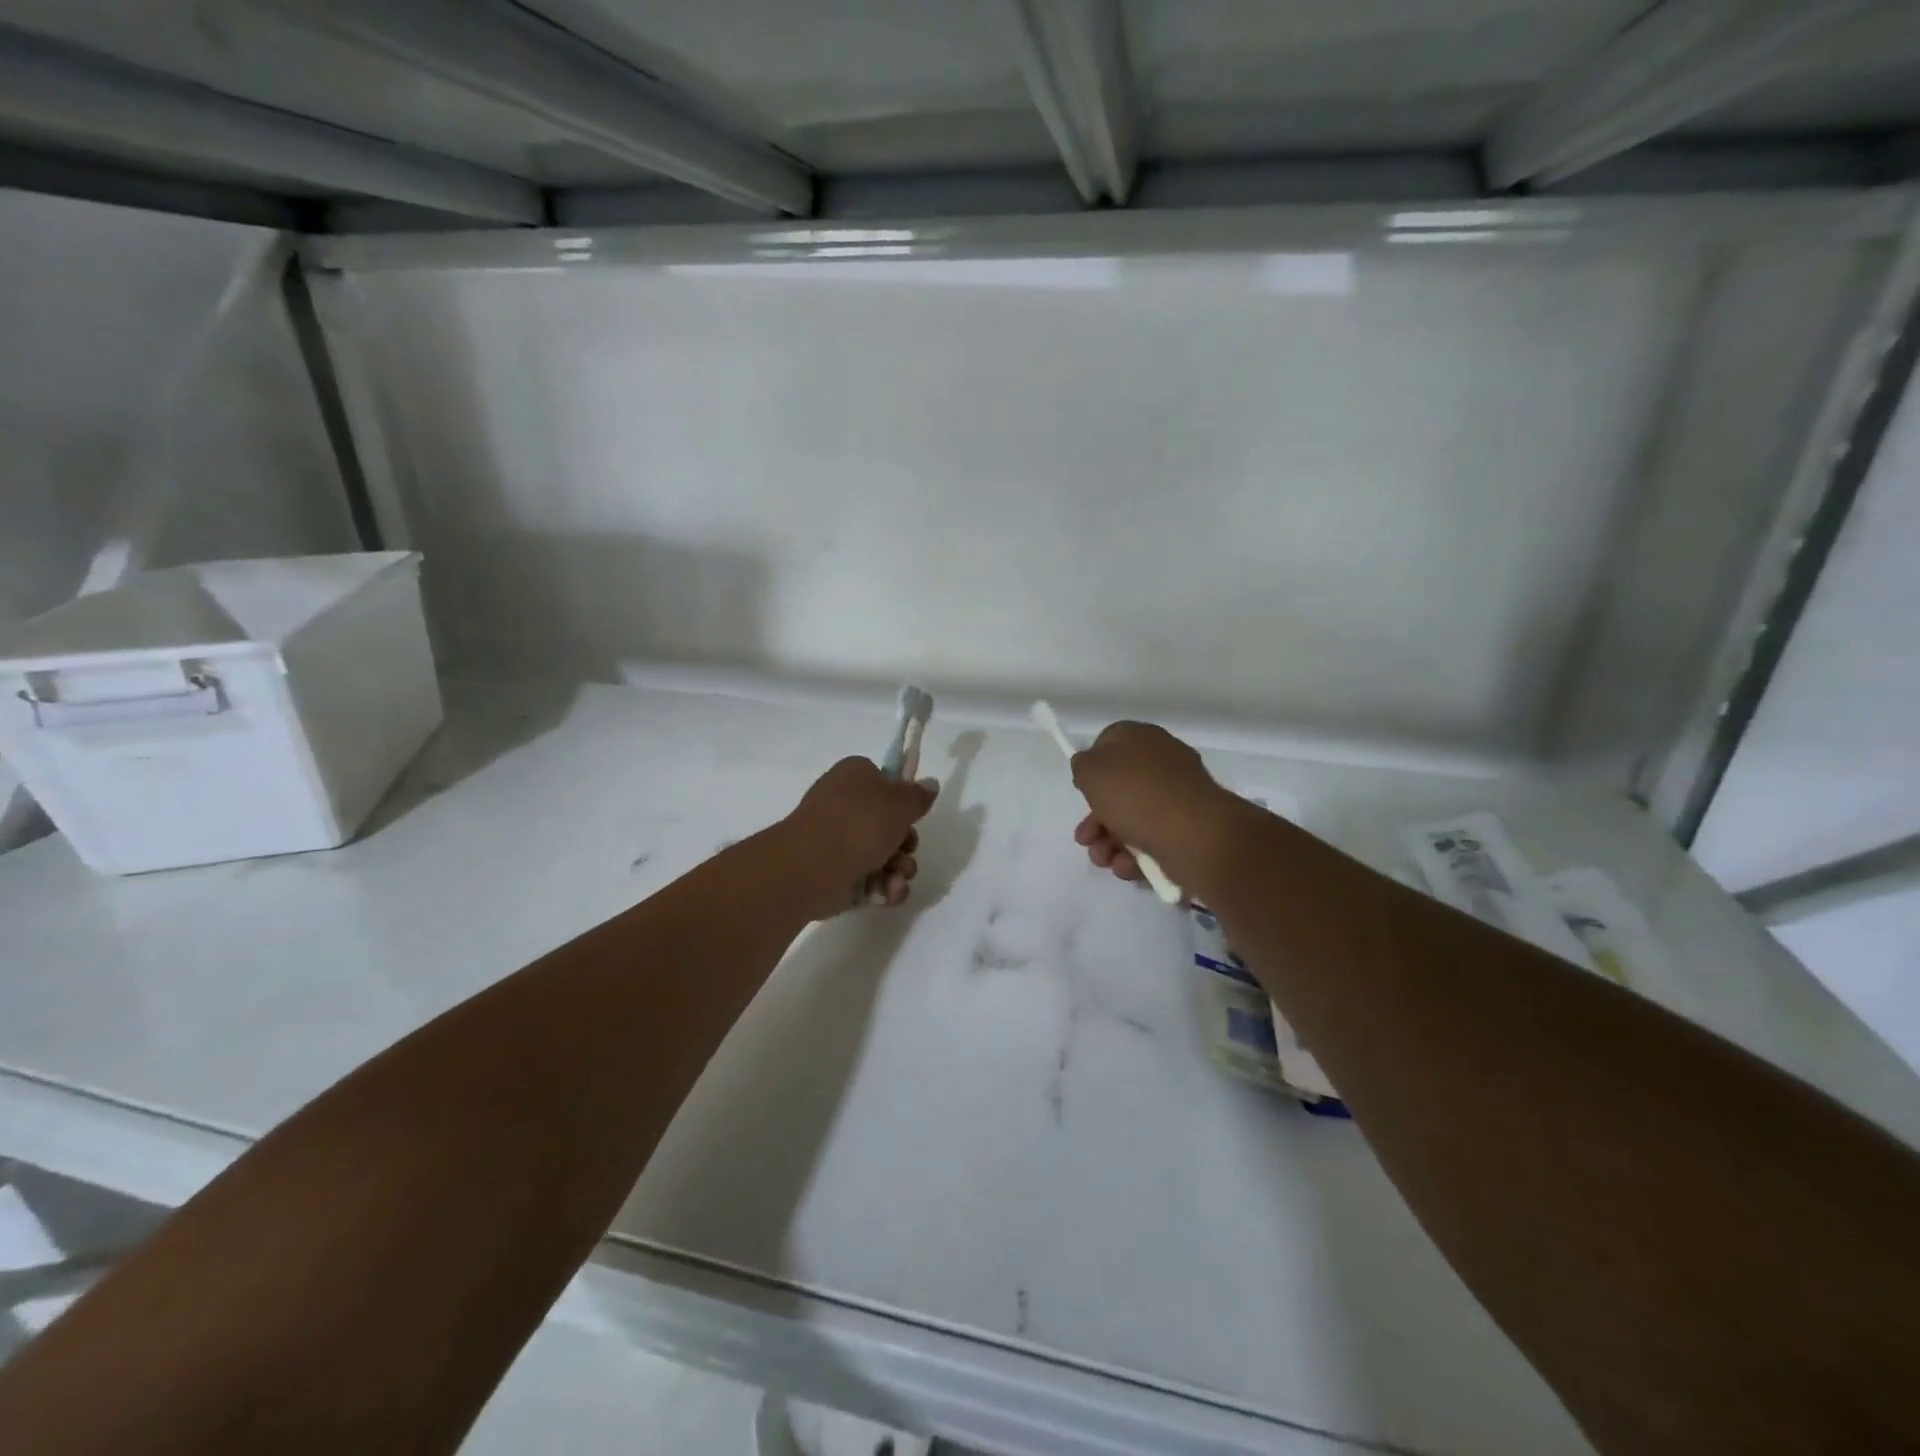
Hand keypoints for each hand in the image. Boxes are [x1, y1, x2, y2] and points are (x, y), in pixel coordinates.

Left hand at [785, 757, 938, 915]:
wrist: (812, 867)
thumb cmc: (858, 825)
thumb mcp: (900, 804)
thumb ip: (918, 796)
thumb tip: (931, 783)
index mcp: (854, 776)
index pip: (884, 782)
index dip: (903, 801)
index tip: (913, 816)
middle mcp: (843, 804)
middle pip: (888, 824)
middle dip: (905, 845)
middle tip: (907, 851)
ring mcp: (837, 841)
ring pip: (882, 856)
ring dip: (898, 870)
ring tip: (896, 879)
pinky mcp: (835, 873)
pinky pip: (868, 879)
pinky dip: (881, 888)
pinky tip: (885, 893)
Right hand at [1070, 722, 1240, 890]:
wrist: (1193, 833)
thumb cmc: (1135, 794)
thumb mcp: (1091, 771)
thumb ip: (1082, 765)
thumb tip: (1090, 766)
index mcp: (1141, 738)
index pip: (1109, 743)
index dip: (1091, 768)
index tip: (1081, 790)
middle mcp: (1161, 762)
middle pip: (1118, 789)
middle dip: (1096, 820)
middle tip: (1085, 840)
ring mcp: (1177, 795)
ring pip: (1133, 818)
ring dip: (1110, 843)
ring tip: (1105, 860)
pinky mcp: (1188, 826)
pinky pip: (1153, 837)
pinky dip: (1136, 854)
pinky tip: (1128, 867)